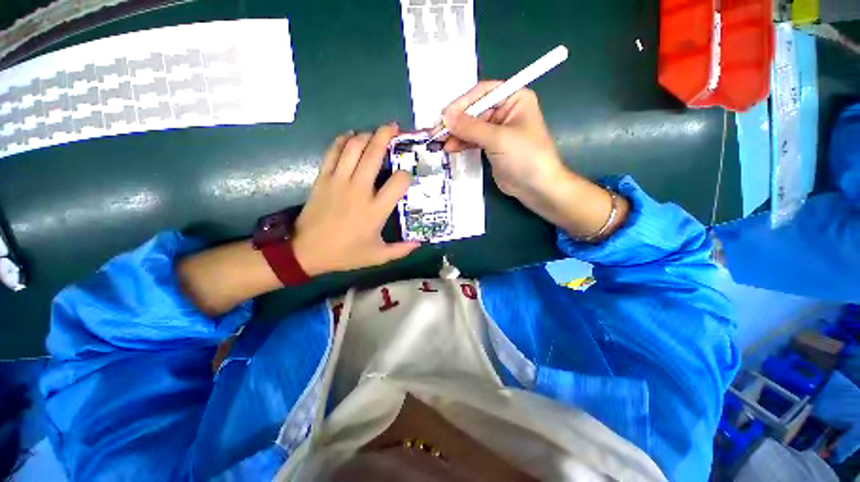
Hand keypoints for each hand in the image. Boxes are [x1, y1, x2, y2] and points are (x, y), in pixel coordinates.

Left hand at [292, 125, 420, 275]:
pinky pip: (333, 152)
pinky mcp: (323, 178)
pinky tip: (350, 136)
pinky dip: (342, 140)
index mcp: (376, 210)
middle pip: (374, 154)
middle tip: (394, 128)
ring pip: (353, 147)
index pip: (399, 182)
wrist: (306, 252)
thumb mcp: (378, 257)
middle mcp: (359, 190)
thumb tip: (419, 243)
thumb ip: (401, 250)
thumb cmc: (345, 254)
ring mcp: (339, 181)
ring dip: (366, 135)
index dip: (407, 175)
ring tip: (374, 132)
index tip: (407, 178)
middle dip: (386, 136)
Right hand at [442, 82, 629, 240]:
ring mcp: (497, 130)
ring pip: (471, 127)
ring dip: (456, 134)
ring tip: (440, 143)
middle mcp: (505, 111)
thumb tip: (445, 117)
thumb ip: (471, 127)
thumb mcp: (498, 139)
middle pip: (474, 111)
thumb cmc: (525, 157)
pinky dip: (461, 143)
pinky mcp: (492, 146)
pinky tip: (450, 148)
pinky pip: (472, 140)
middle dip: (456, 122)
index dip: (462, 103)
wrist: (536, 187)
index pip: (483, 93)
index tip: (445, 116)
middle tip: (437, 132)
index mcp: (514, 98)